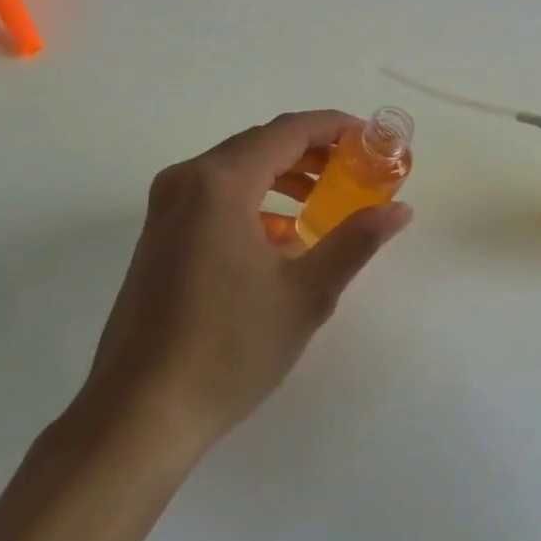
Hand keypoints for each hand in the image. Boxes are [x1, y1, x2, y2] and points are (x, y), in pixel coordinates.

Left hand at [81, 111, 413, 453]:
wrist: (140, 413)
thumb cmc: (229, 349)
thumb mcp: (305, 294)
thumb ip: (355, 242)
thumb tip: (400, 210)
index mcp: (220, 182)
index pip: (288, 131)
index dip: (335, 128)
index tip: (372, 140)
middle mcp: (187, 180)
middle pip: (259, 144)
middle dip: (312, 152)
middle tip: (357, 170)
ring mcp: (165, 207)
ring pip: (236, 170)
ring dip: (283, 177)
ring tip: (325, 200)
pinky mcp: (158, 234)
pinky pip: (213, 197)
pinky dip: (253, 202)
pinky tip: (281, 237)